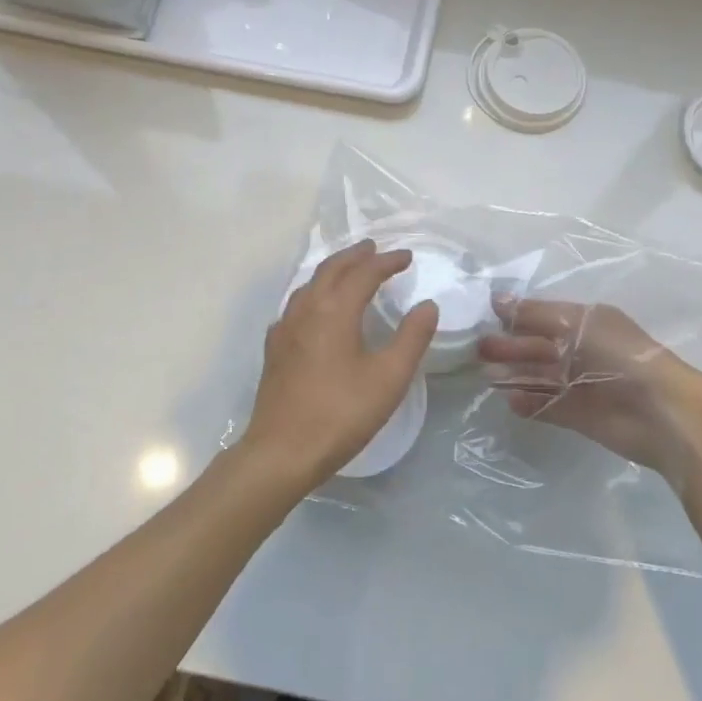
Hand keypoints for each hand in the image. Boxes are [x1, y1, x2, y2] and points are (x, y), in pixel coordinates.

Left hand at [243, 240, 438, 490]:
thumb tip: (427, 305)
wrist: (282, 451)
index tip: (407, 257)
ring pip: (309, 284)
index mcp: (334, 310)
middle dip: (355, 256)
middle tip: (374, 249)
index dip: (387, 262)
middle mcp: (305, 310)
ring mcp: (284, 328)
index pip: (364, 273)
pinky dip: (314, 294)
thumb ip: (411, 337)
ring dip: (332, 271)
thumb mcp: (388, 378)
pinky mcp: (274, 348)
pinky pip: (296, 306)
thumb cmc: (341, 413)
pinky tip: (316, 310)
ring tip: (349, 271)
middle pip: (331, 269)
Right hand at [477, 296, 701, 487]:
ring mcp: (580, 384)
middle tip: (479, 349)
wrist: (660, 411)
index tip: (484, 316)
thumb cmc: (620, 355)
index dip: (516, 316)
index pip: (543, 315)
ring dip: (514, 375)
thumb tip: (496, 299)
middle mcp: (582, 350)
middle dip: (510, 346)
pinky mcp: (578, 415)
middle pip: (538, 346)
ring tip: (486, 376)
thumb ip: (534, 313)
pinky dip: (528, 403)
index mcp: (587, 322)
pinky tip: (510, 401)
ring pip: (539, 376)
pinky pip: (546, 405)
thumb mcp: (577, 323)